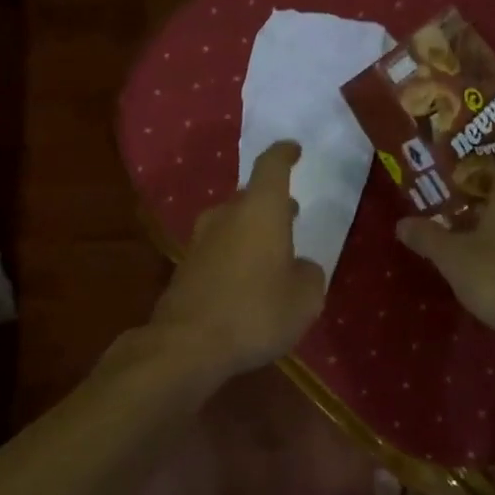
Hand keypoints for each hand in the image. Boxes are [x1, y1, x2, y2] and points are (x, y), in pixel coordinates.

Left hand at [150, 141, 326, 379]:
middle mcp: (226, 216)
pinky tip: (246, 281)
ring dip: (252, 230)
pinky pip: (217, 249)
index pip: (272, 166)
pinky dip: (235, 255)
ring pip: (231, 223)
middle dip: (272, 203)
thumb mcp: (304, 299)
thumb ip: (309, 275)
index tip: (294, 149)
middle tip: (292, 214)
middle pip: (250, 197)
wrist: (186, 344)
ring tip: (273, 250)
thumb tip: (300, 267)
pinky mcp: (185, 267)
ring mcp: (200, 241)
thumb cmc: (255, 312)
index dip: (284, 154)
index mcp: (260, 210)